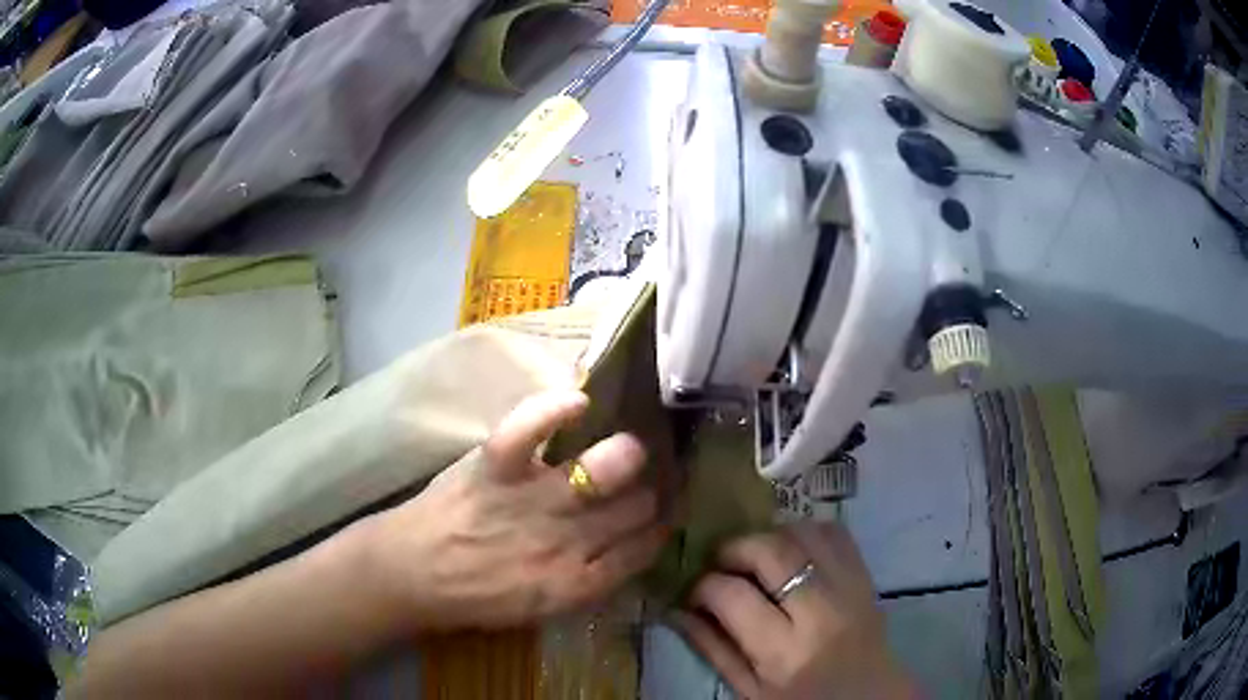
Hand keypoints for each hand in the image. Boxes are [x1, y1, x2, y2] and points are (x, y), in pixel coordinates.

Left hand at [359, 389, 667, 632]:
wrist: (410, 576)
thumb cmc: (473, 596)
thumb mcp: (539, 609)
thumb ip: (586, 581)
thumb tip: (623, 548)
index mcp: (575, 584)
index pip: (643, 550)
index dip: (661, 528)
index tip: (666, 512)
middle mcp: (564, 543)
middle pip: (635, 508)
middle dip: (652, 492)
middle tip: (651, 478)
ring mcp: (530, 502)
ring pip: (605, 470)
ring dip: (627, 456)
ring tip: (630, 447)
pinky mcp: (495, 468)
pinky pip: (530, 430)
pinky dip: (555, 409)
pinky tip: (581, 402)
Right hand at [676, 523, 916, 699]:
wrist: (868, 695)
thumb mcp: (749, 689)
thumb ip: (712, 649)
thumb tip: (675, 610)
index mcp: (784, 652)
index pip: (731, 595)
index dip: (702, 586)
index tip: (695, 592)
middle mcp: (820, 612)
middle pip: (770, 550)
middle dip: (733, 548)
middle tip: (722, 563)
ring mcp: (849, 587)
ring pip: (802, 531)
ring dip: (769, 536)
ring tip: (756, 558)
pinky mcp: (866, 573)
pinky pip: (834, 531)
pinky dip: (805, 531)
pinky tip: (792, 552)